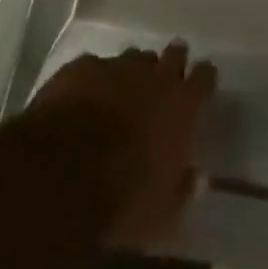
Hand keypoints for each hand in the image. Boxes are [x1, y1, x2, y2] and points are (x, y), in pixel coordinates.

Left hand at [26, 43, 216, 252]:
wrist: (62, 175)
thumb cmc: (122, 199)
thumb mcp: (162, 214)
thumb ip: (182, 190)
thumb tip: (195, 177)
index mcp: (182, 104)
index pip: (205, 77)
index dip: (203, 81)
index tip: (200, 91)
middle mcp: (155, 74)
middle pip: (173, 54)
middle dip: (171, 65)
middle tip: (163, 86)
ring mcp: (117, 65)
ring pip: (133, 58)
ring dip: (132, 73)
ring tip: (122, 95)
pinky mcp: (82, 67)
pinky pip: (94, 67)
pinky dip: (94, 81)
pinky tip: (84, 100)